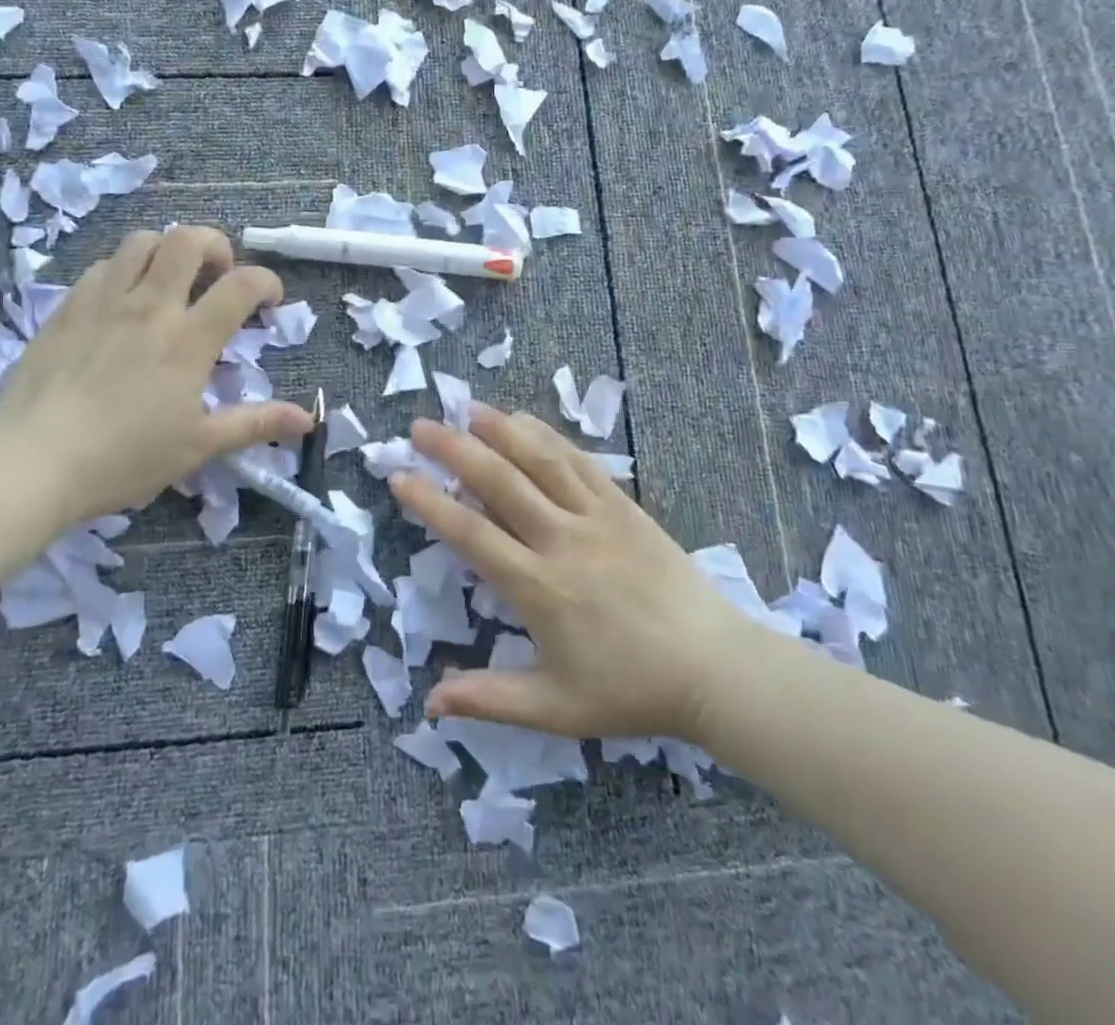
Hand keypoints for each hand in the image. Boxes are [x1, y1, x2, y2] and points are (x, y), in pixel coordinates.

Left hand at [0, 226, 313, 521]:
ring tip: (172, 278)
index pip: (241, 285)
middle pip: (187, 240)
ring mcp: (103, 302)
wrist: (31, 463)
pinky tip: (123, 300)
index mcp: (188, 340)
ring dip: (167, 249)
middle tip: (219, 273)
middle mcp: (149, 307)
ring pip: (141, 242)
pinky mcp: (66, 308)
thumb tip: (308, 418)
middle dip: (215, 245)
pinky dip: (125, 269)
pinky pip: (102, 266)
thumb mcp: (198, 446)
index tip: (269, 299)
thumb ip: (255, 424)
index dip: (266, 282)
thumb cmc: (123, 459)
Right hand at [389, 405, 759, 743]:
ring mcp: (597, 516)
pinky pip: (579, 461)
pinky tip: (525, 421)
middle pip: (500, 481)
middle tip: (421, 425)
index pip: (471, 533)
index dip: (431, 502)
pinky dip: (548, 436)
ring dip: (500, 429)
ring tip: (467, 408)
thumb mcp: (555, 707)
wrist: (715, 668)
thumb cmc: (631, 689)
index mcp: (538, 586)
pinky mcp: (625, 506)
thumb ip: (489, 700)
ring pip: (540, 459)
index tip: (399, 476)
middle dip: (455, 449)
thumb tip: (429, 702)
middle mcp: (562, 539)